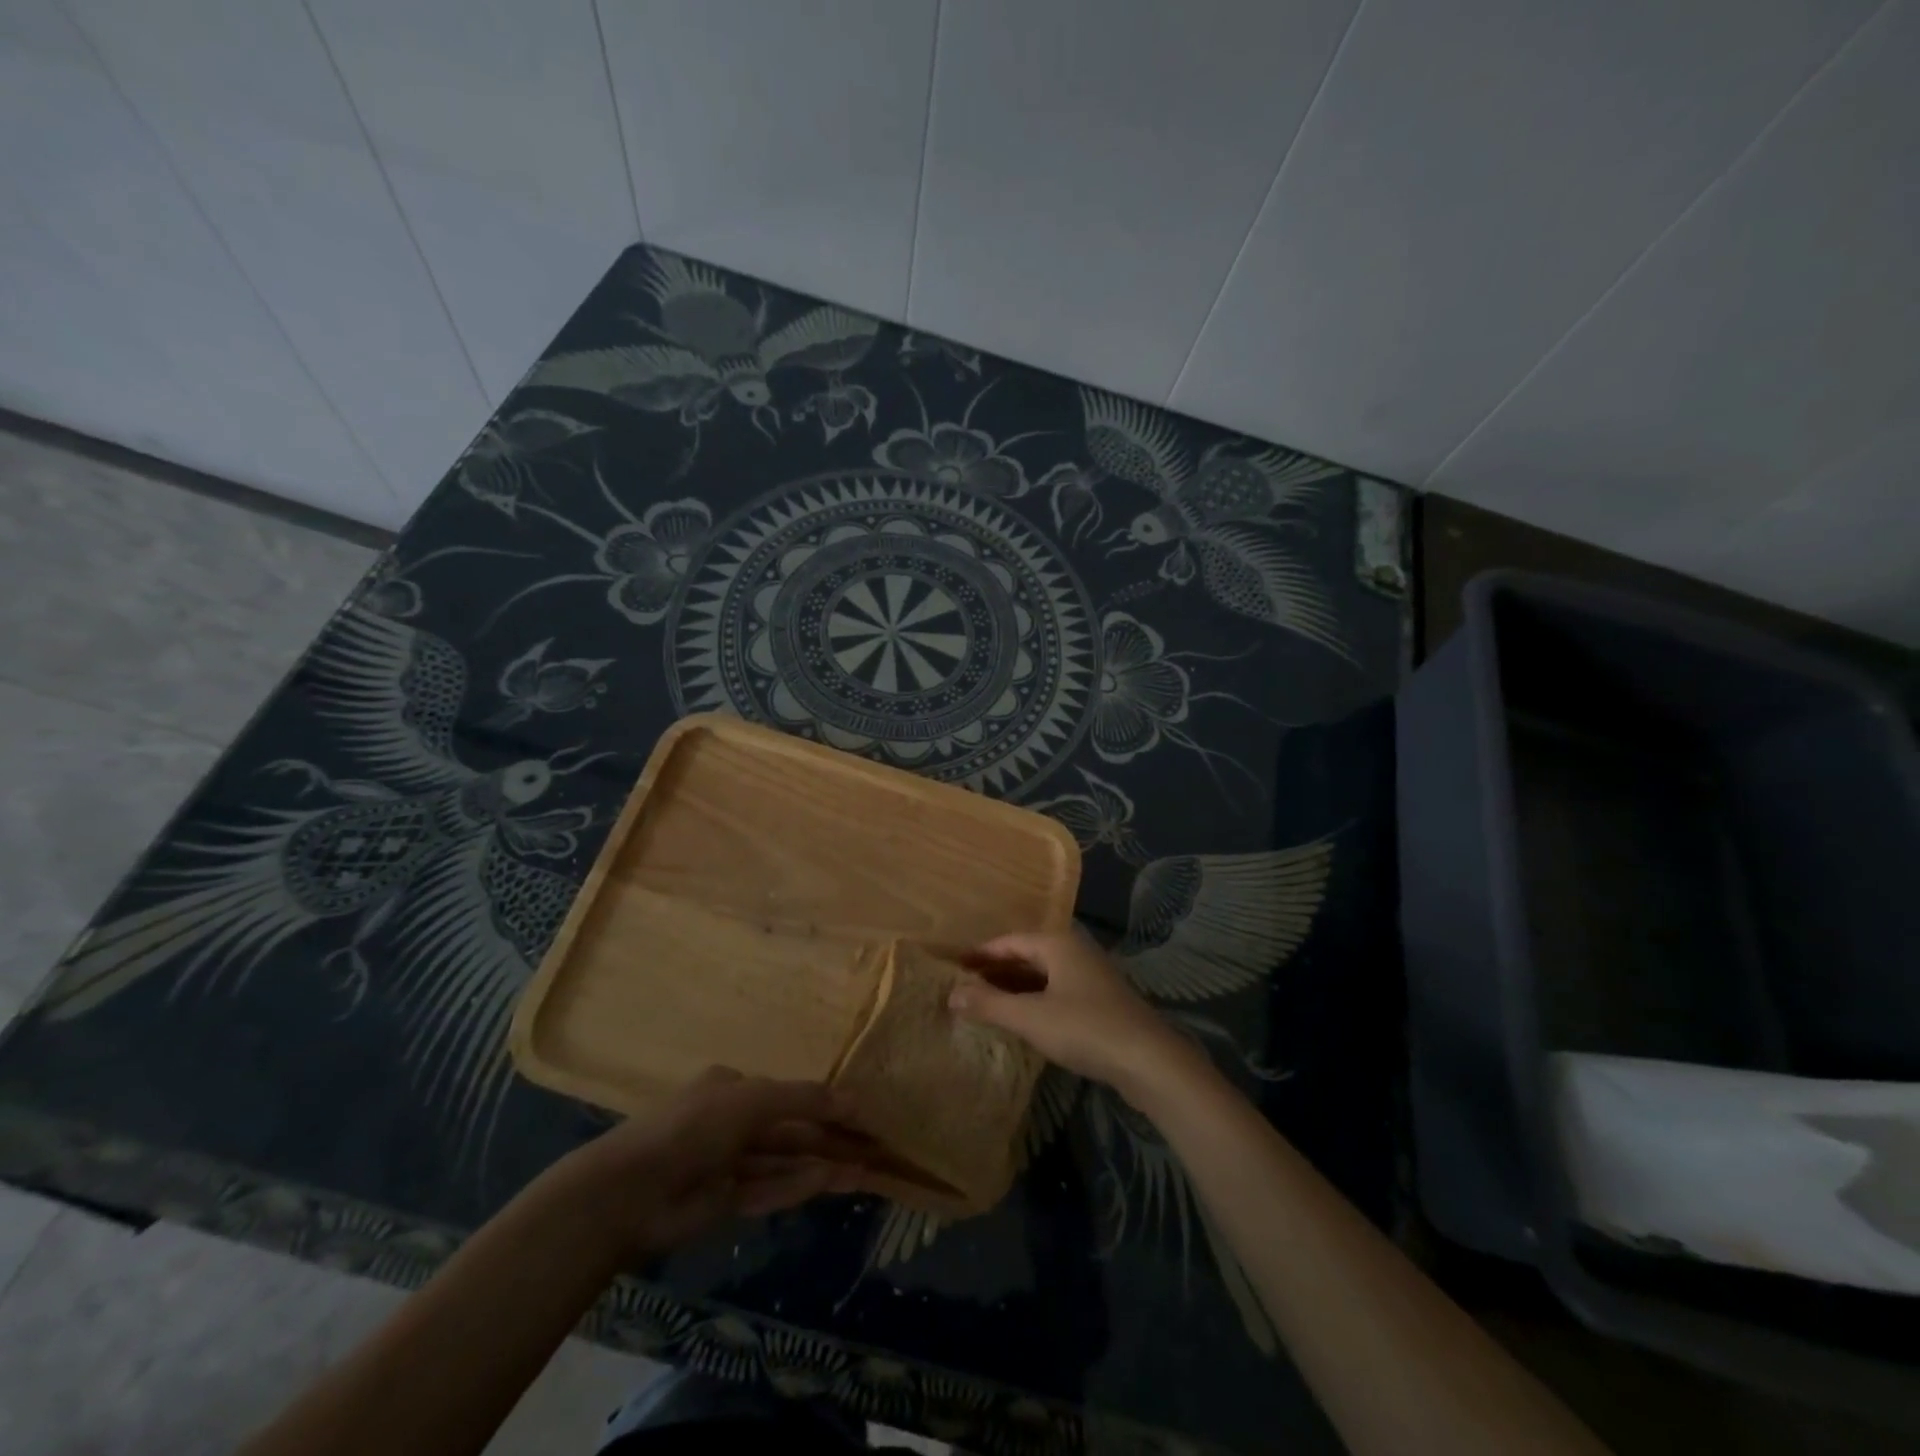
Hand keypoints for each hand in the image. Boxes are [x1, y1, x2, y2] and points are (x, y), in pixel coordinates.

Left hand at [555, 1067, 874, 1261]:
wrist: (632, 1191)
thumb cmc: (695, 1126)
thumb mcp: (755, 1099)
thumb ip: (805, 1099)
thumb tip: (853, 1099)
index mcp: (732, 1088)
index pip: (788, 1094)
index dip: (826, 1103)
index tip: (862, 1114)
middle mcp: (731, 1121)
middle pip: (790, 1130)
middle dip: (830, 1138)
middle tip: (873, 1147)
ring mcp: (727, 1164)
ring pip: (784, 1162)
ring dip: (822, 1164)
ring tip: (865, 1170)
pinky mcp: (723, 1202)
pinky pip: (769, 1189)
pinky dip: (799, 1185)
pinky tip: (832, 1182)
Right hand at [949, 930, 1202, 1100]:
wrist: (1149, 1060)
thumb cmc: (1085, 1028)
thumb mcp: (1030, 1018)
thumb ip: (989, 1004)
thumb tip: (951, 993)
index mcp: (1058, 944)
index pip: (1009, 941)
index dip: (981, 953)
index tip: (954, 965)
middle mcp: (1075, 951)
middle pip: (1027, 955)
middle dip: (996, 969)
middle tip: (964, 984)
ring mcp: (1091, 976)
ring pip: (1043, 975)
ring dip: (1015, 986)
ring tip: (985, 1002)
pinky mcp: (1101, 1001)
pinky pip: (1057, 991)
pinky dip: (1034, 999)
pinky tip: (1022, 1018)